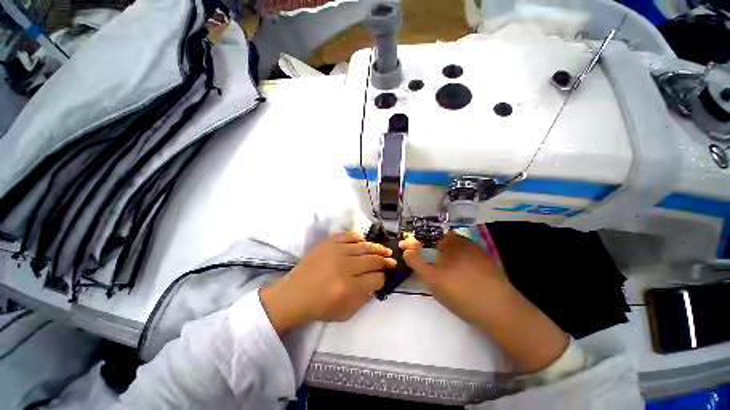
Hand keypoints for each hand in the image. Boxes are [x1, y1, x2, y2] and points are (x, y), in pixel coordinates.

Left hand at [260, 231, 395, 334]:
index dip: (383, 278)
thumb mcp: (345, 313)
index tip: (385, 276)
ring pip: (363, 247)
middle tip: (392, 260)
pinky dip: (357, 237)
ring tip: (385, 250)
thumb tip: (377, 282)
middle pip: (372, 260)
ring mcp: (335, 252)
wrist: (293, 295)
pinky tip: (364, 240)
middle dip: (385, 261)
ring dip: (377, 248)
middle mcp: (344, 266)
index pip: (376, 279)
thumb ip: (364, 298)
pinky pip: (347, 236)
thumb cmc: (319, 307)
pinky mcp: (327, 243)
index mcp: (349, 287)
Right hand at [401, 232, 568, 372]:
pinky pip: (471, 260)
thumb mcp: (432, 278)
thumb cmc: (461, 292)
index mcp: (453, 243)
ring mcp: (481, 254)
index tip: (422, 258)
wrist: (501, 311)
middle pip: (447, 243)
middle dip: (438, 253)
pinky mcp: (491, 266)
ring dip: (452, 259)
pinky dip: (464, 266)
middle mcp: (468, 243)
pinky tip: (465, 281)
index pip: (434, 237)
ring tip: (450, 277)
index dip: (425, 246)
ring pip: (460, 252)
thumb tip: (406, 250)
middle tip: (436, 270)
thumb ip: (416, 262)